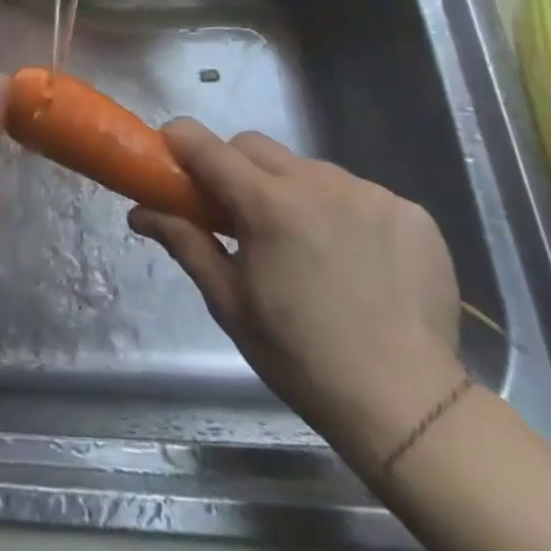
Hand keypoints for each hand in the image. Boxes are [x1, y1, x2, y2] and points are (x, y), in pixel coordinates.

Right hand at [129, 122, 464, 471]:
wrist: (409, 408)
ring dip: (292, 191)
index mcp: (269, 204)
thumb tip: (138, 212)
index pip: (207, 145)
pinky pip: (358, 192)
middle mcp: (319, 183)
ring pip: (308, 168)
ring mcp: (370, 194)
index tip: (171, 156)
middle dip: (235, 168)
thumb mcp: (229, 301)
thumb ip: (184, 241)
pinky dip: (343, 212)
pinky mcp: (412, 212)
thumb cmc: (301, 357)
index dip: (181, 142)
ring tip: (304, 244)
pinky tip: (353, 257)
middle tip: (239, 216)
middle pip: (255, 147)